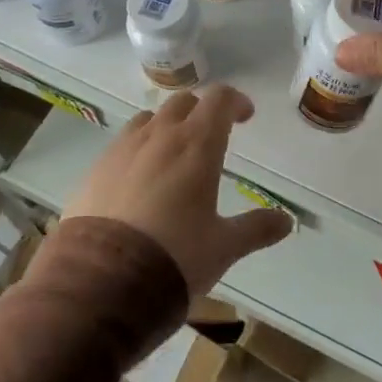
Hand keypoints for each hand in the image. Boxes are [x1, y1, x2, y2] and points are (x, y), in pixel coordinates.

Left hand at [61, 85, 291, 294]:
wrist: (101, 282)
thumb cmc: (175, 256)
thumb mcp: (224, 247)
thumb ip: (256, 228)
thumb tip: (286, 222)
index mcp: (197, 144)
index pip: (219, 100)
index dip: (235, 102)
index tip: (245, 117)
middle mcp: (158, 136)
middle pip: (182, 102)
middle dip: (201, 112)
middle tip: (212, 136)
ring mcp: (122, 150)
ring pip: (148, 120)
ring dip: (166, 127)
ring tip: (173, 155)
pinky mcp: (94, 171)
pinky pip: (121, 146)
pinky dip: (137, 151)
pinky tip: (139, 182)